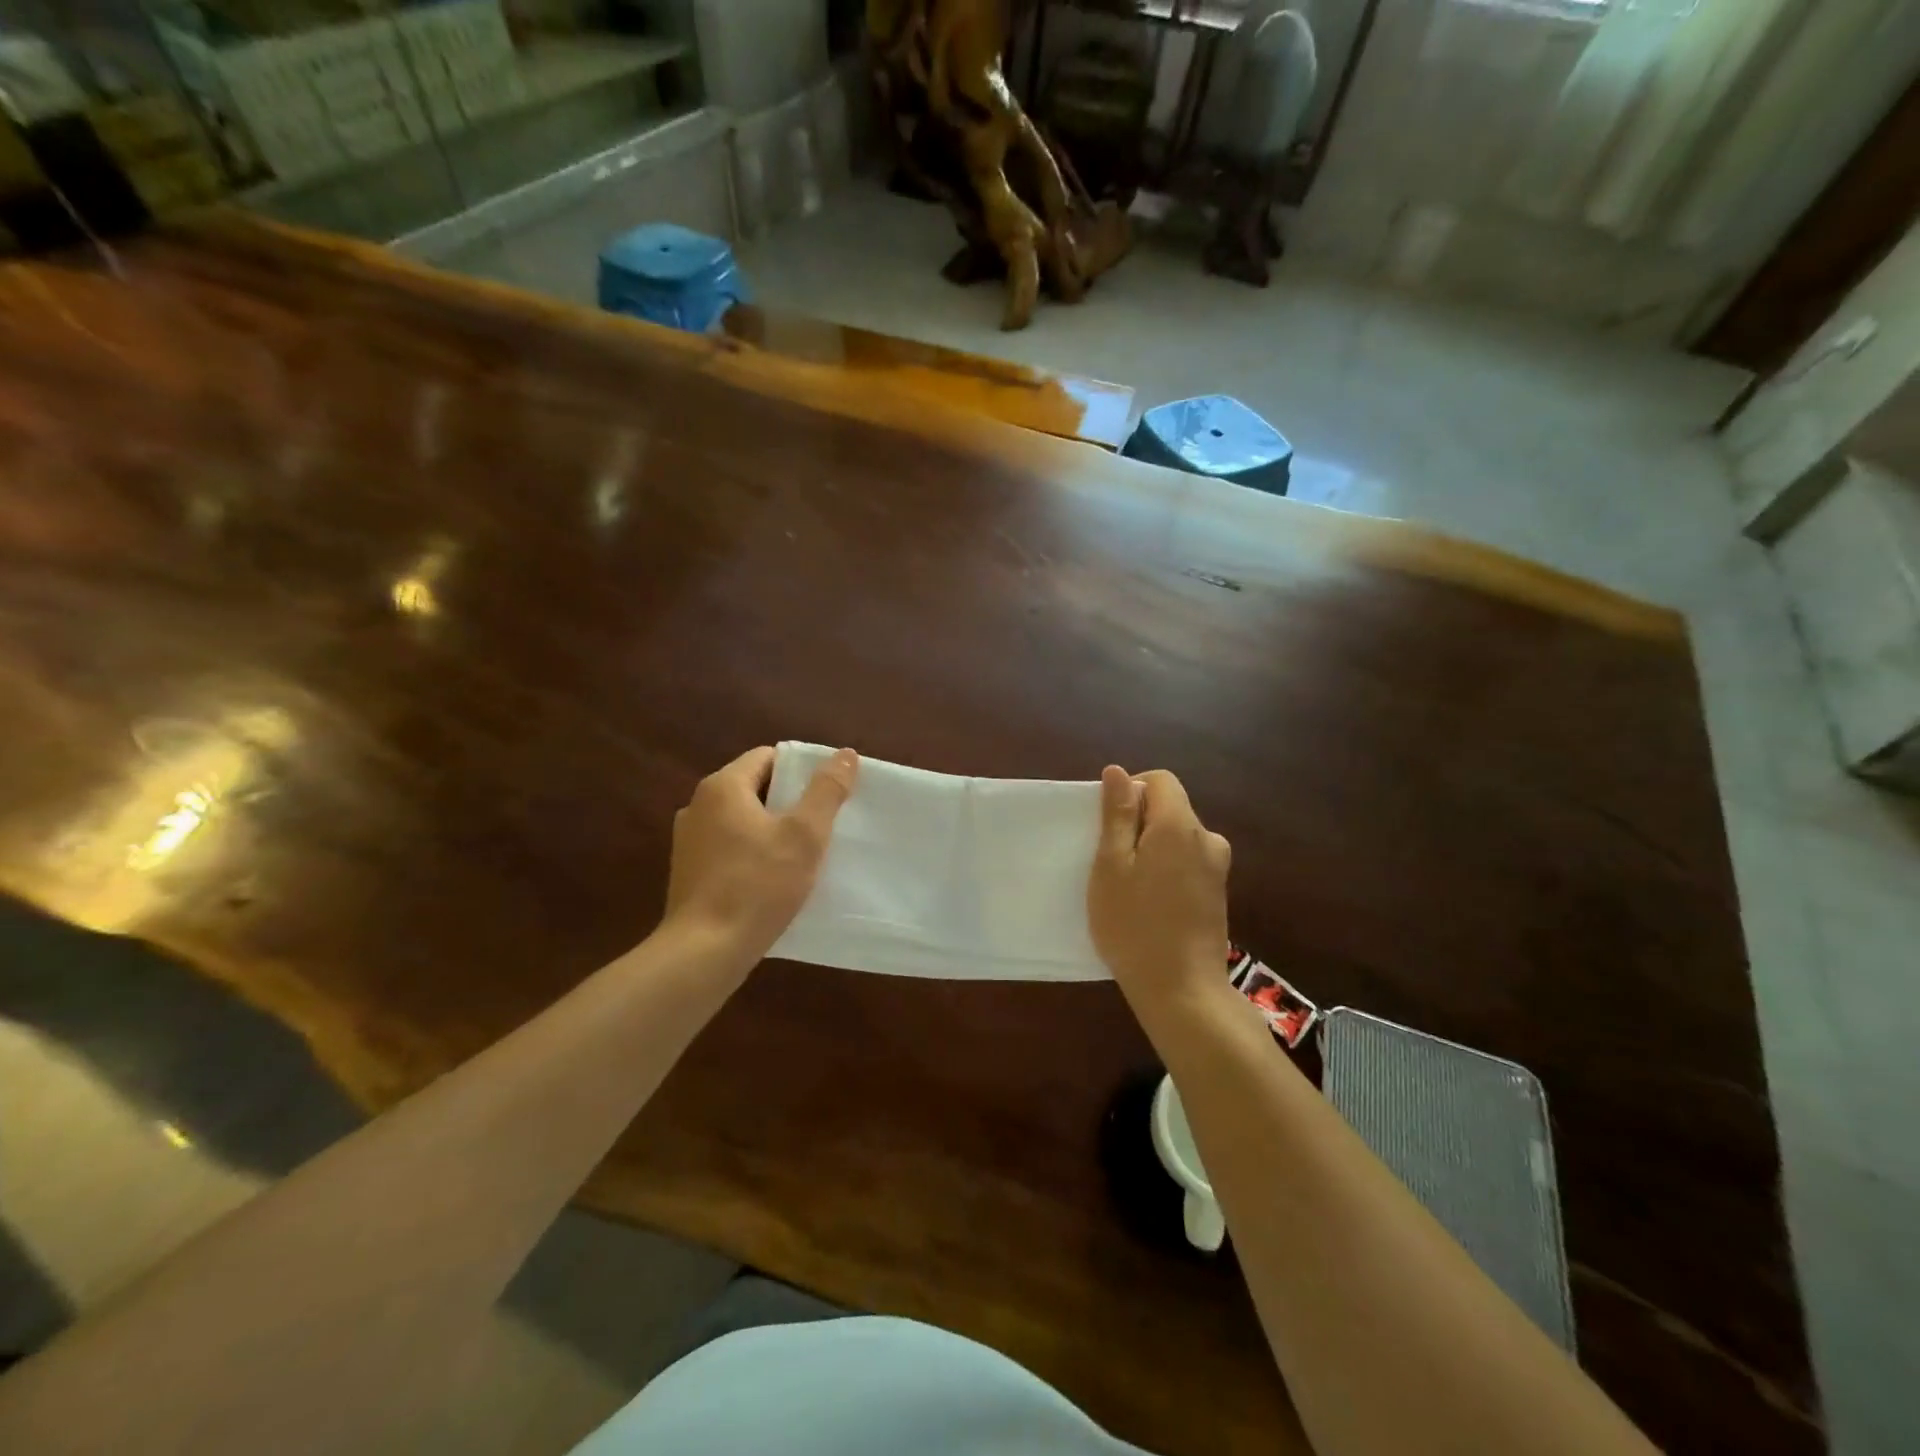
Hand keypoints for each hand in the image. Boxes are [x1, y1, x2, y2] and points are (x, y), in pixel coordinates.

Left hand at [663, 746, 857, 972]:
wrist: (704, 952)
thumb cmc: (757, 885)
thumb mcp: (804, 835)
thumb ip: (826, 791)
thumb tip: (846, 754)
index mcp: (722, 787)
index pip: (769, 757)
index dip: (802, 770)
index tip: (828, 793)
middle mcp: (698, 806)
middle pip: (755, 788)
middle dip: (790, 802)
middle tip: (823, 824)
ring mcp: (688, 840)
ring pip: (742, 820)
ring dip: (772, 830)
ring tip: (803, 853)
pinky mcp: (689, 872)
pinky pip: (730, 848)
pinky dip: (753, 853)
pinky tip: (774, 879)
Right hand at [1087, 766, 1231, 1020]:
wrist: (1181, 990)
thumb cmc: (1134, 924)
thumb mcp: (1111, 866)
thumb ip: (1118, 815)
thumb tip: (1118, 771)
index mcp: (1179, 826)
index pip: (1161, 781)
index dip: (1132, 790)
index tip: (1109, 823)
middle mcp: (1207, 839)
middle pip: (1171, 808)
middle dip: (1140, 823)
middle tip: (1111, 861)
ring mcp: (1217, 868)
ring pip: (1178, 837)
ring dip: (1153, 848)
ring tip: (1129, 886)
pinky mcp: (1218, 893)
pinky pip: (1188, 862)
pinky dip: (1167, 869)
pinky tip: (1151, 903)